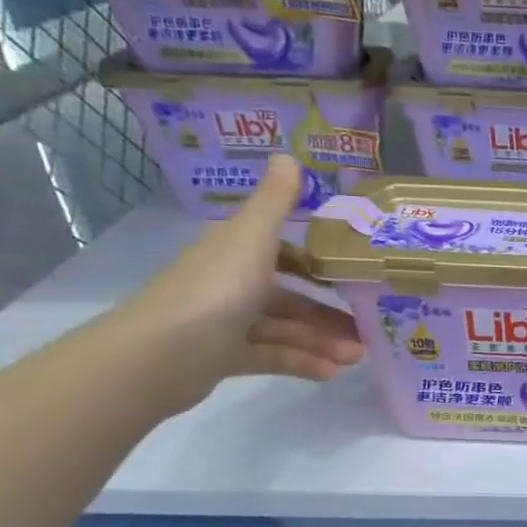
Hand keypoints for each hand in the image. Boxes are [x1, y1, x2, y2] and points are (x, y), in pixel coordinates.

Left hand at [116, 155, 364, 414]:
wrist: (158, 355)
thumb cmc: (215, 289)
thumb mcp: (252, 238)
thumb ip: (276, 202)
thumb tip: (289, 154)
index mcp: (237, 251)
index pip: (282, 250)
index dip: (318, 260)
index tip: (355, 272)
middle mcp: (231, 282)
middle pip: (290, 295)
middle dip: (330, 311)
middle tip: (368, 326)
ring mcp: (226, 322)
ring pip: (285, 328)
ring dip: (322, 341)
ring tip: (358, 356)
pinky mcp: (223, 357)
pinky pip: (271, 356)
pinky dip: (301, 363)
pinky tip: (332, 373)